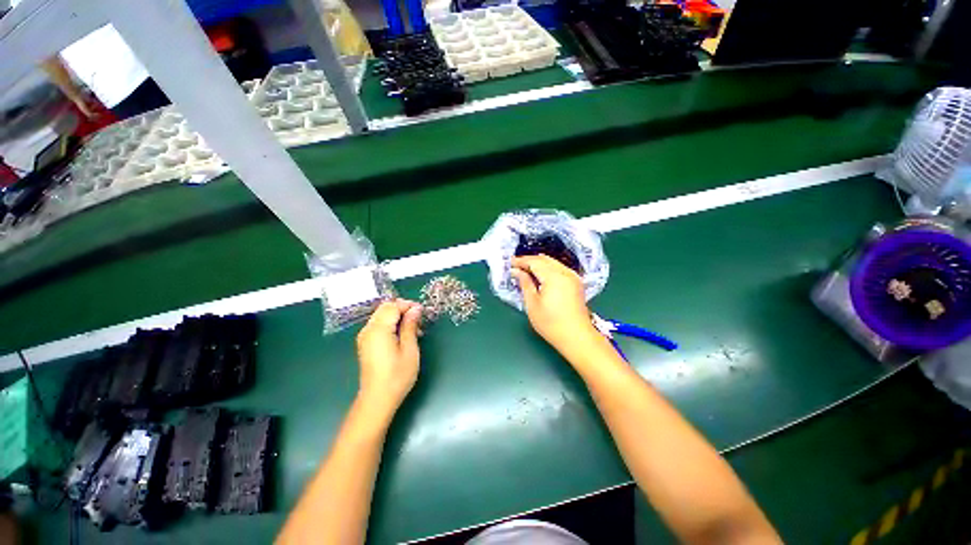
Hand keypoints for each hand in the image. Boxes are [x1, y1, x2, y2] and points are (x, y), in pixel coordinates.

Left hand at [355, 300, 422, 415]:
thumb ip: (411, 326)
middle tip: (419, 320)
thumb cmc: (397, 375)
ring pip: (381, 315)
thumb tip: (416, 309)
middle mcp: (368, 329)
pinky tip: (403, 336)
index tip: (422, 312)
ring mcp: (365, 336)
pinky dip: (391, 324)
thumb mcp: (409, 349)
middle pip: (385, 308)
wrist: (378, 399)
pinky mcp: (365, 343)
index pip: (393, 306)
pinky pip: (378, 325)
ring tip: (414, 330)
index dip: (408, 305)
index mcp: (379, 329)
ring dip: (398, 317)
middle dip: (403, 309)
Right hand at [511, 255, 602, 357]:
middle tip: (515, 265)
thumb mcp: (532, 304)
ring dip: (538, 263)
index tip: (509, 263)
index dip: (521, 261)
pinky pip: (559, 268)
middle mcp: (565, 272)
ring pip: (553, 262)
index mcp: (554, 277)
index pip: (534, 262)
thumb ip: (525, 284)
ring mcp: (573, 277)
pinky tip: (540, 275)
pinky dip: (548, 268)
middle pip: (544, 259)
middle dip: (529, 260)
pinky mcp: (576, 283)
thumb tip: (516, 271)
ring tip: (525, 269)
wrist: (577, 337)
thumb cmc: (551, 323)